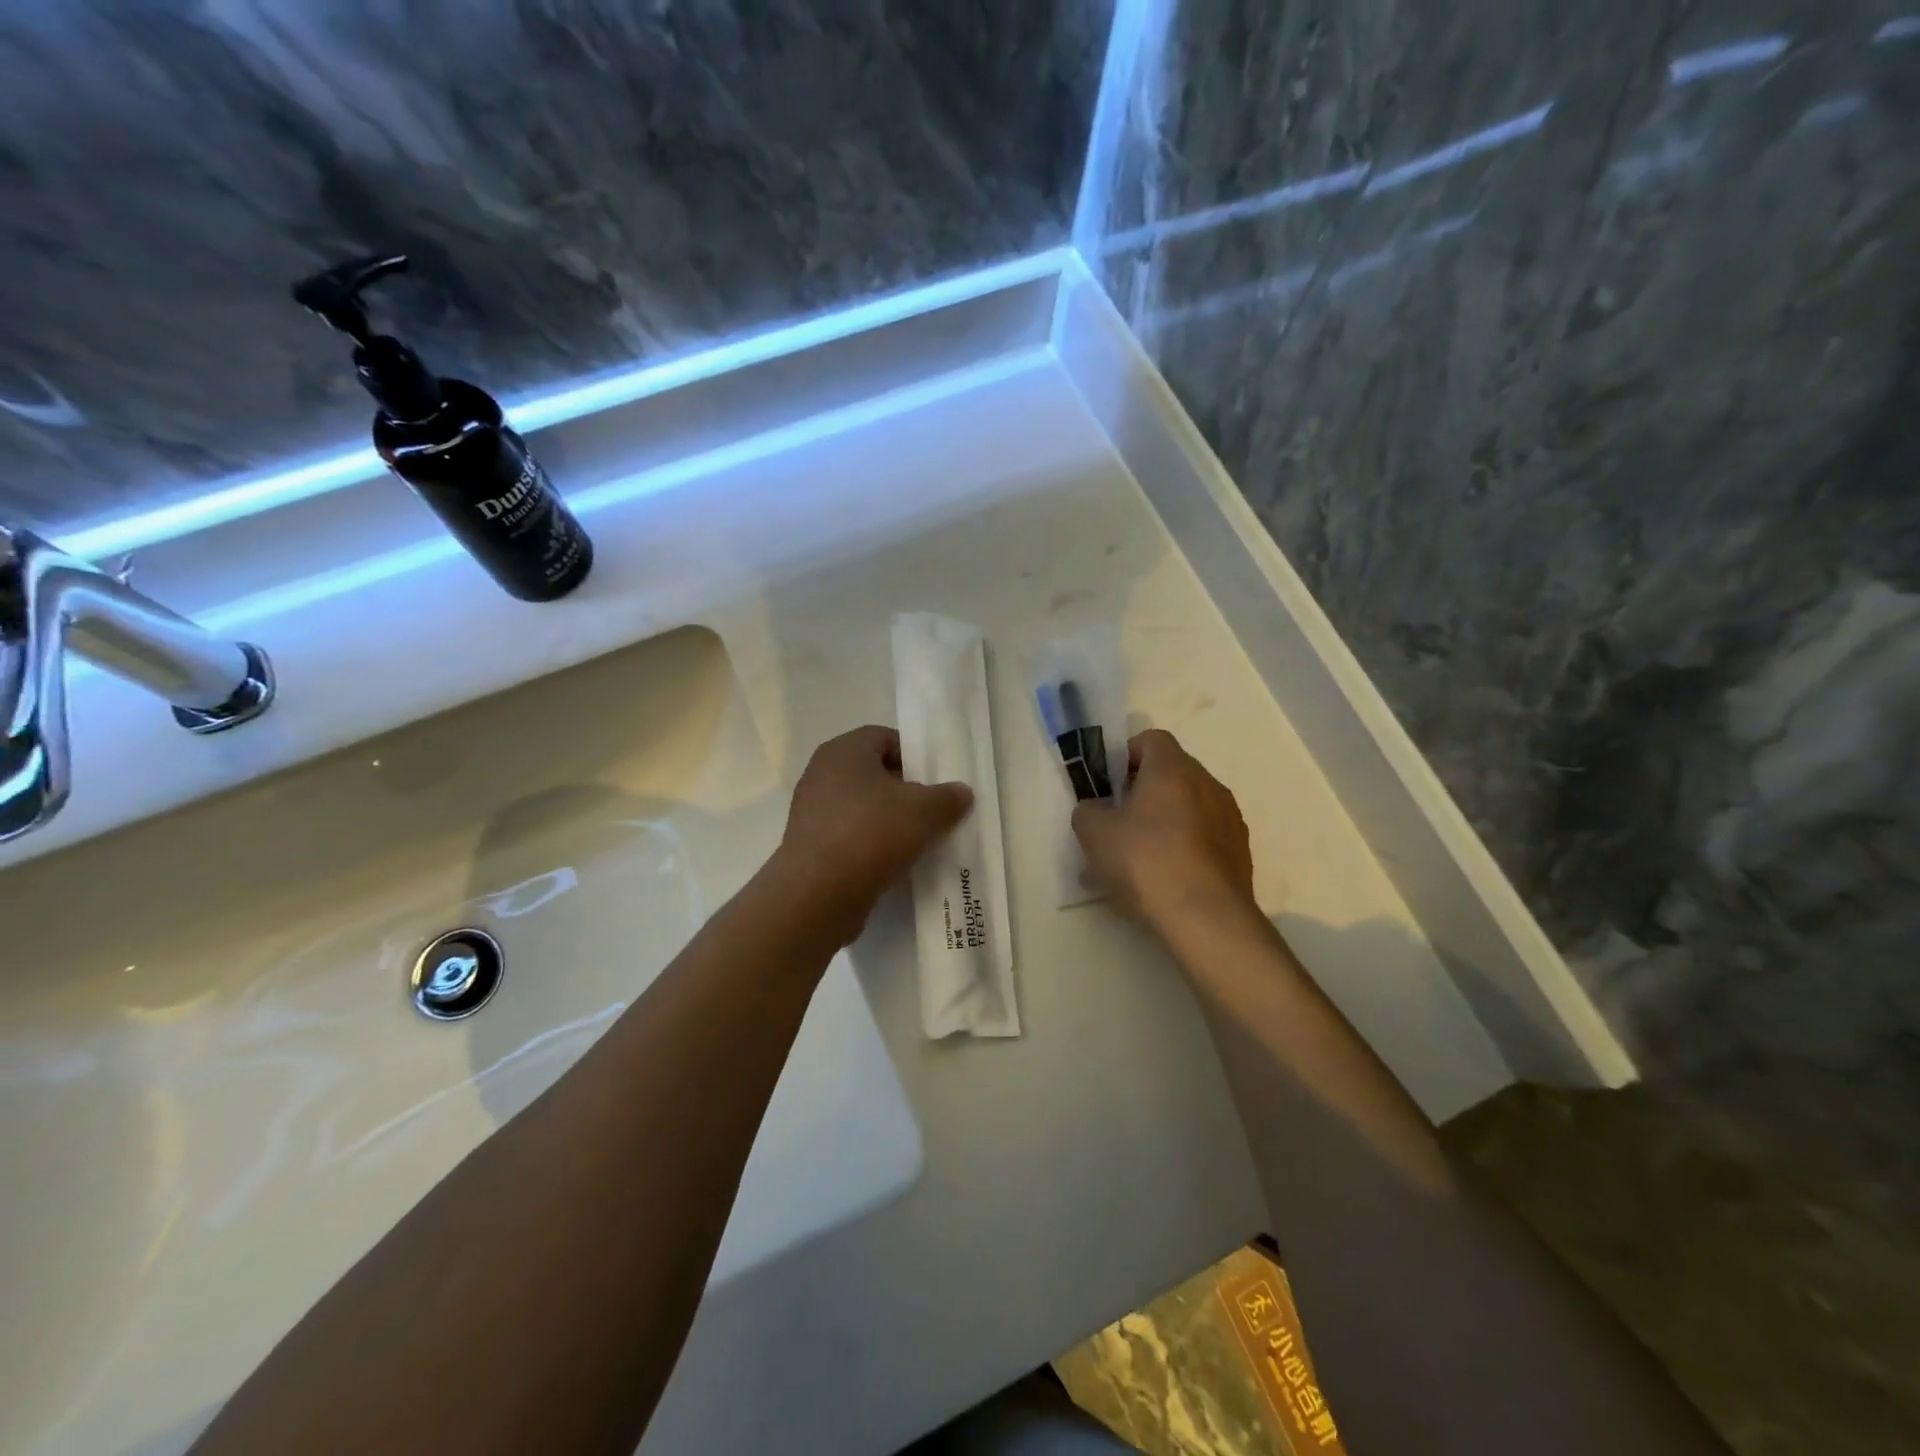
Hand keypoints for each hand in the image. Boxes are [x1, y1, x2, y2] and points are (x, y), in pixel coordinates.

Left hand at [764, 725, 973, 947]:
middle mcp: (822, 774)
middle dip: (905, 791)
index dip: (914, 756)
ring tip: (918, 840)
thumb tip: (961, 792)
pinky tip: (893, 863)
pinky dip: (871, 844)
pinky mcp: (810, 846)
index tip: (936, 781)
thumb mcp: (924, 811)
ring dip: (889, 820)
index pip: (884, 738)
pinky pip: (850, 835)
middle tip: (933, 811)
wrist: (818, 895)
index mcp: (843, 751)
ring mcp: (811, 811)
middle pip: (873, 773)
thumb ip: (947, 798)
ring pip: (862, 807)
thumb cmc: (871, 834)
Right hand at [1072, 729, 1256, 933]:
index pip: (1151, 739)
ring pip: (1189, 807)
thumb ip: (1088, 811)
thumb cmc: (1145, 862)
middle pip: (1172, 773)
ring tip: (1139, 861)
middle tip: (1119, 824)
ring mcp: (1229, 818)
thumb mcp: (1094, 834)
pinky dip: (1184, 848)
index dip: (1127, 756)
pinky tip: (1164, 881)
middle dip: (1143, 792)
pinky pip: (1204, 837)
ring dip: (1165, 822)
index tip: (1110, 786)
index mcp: (1172, 769)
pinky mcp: (1240, 852)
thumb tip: (1097, 810)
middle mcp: (1207, 784)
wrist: (1206, 918)